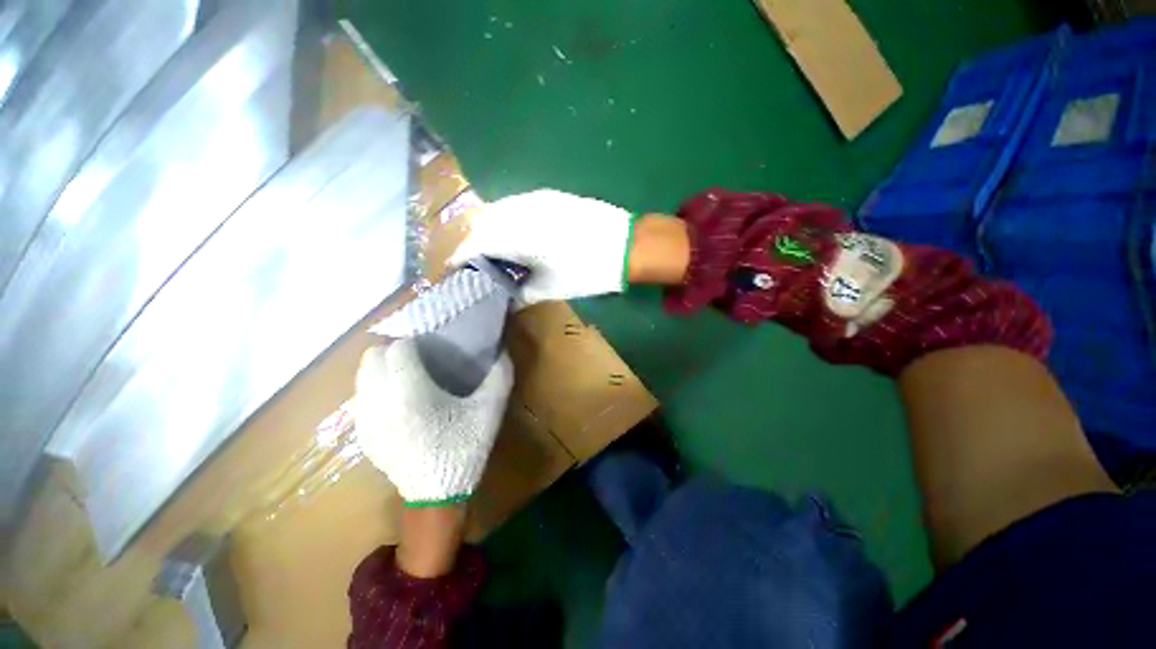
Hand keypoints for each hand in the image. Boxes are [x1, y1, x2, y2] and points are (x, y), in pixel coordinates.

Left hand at [355, 338, 512, 505]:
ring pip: (362, 376)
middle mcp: (379, 403)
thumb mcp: (490, 410)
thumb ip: (500, 376)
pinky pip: (361, 397)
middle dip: (394, 350)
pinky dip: (376, 388)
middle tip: (418, 357)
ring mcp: (366, 420)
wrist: (437, 494)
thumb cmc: (464, 447)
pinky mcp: (362, 434)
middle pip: (372, 357)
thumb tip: (502, 351)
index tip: (431, 346)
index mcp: (410, 394)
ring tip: (406, 375)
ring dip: (382, 367)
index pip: (398, 349)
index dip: (414, 342)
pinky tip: (398, 399)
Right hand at [450, 189, 635, 303]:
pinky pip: (516, 207)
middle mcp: (519, 210)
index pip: (473, 243)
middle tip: (471, 265)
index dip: (458, 258)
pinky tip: (514, 238)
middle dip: (468, 243)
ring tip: (490, 253)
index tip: (453, 273)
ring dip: (487, 230)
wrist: (626, 245)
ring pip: (497, 211)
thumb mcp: (550, 287)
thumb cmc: (587, 270)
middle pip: (479, 222)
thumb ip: (521, 292)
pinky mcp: (549, 197)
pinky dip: (506, 222)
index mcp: (516, 234)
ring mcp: (535, 199)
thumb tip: (505, 296)